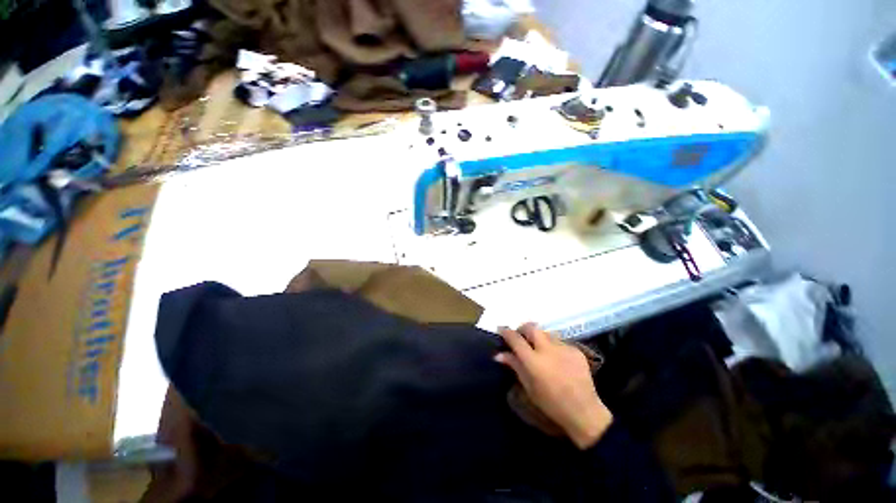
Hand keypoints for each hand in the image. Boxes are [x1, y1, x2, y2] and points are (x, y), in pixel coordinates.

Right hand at [495, 323, 612, 448]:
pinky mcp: (576, 350)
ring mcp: (564, 348)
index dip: (506, 332)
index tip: (501, 329)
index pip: (516, 339)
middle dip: (523, 328)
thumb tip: (499, 354)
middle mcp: (548, 350)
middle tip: (521, 336)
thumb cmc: (551, 403)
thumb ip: (515, 365)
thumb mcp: (529, 386)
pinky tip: (556, 359)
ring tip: (540, 349)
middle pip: (532, 327)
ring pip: (546, 333)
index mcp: (534, 361)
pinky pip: (560, 342)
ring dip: (539, 337)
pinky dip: (554, 346)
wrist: (584, 412)